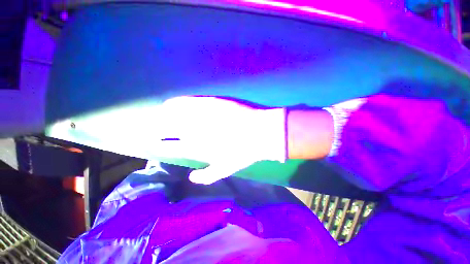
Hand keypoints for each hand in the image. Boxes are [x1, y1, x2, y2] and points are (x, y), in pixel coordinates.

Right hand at [156, 96, 285, 183]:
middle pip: (163, 128)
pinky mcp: (210, 102)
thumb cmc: (245, 152)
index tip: (147, 143)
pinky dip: (177, 103)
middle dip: (153, 129)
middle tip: (148, 128)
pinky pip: (186, 101)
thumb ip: (208, 176)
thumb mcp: (226, 169)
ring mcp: (200, 114)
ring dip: (162, 115)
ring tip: (158, 115)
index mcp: (195, 146)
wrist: (262, 132)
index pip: (166, 146)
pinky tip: (172, 104)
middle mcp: (192, 130)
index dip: (154, 144)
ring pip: (171, 113)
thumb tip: (192, 176)